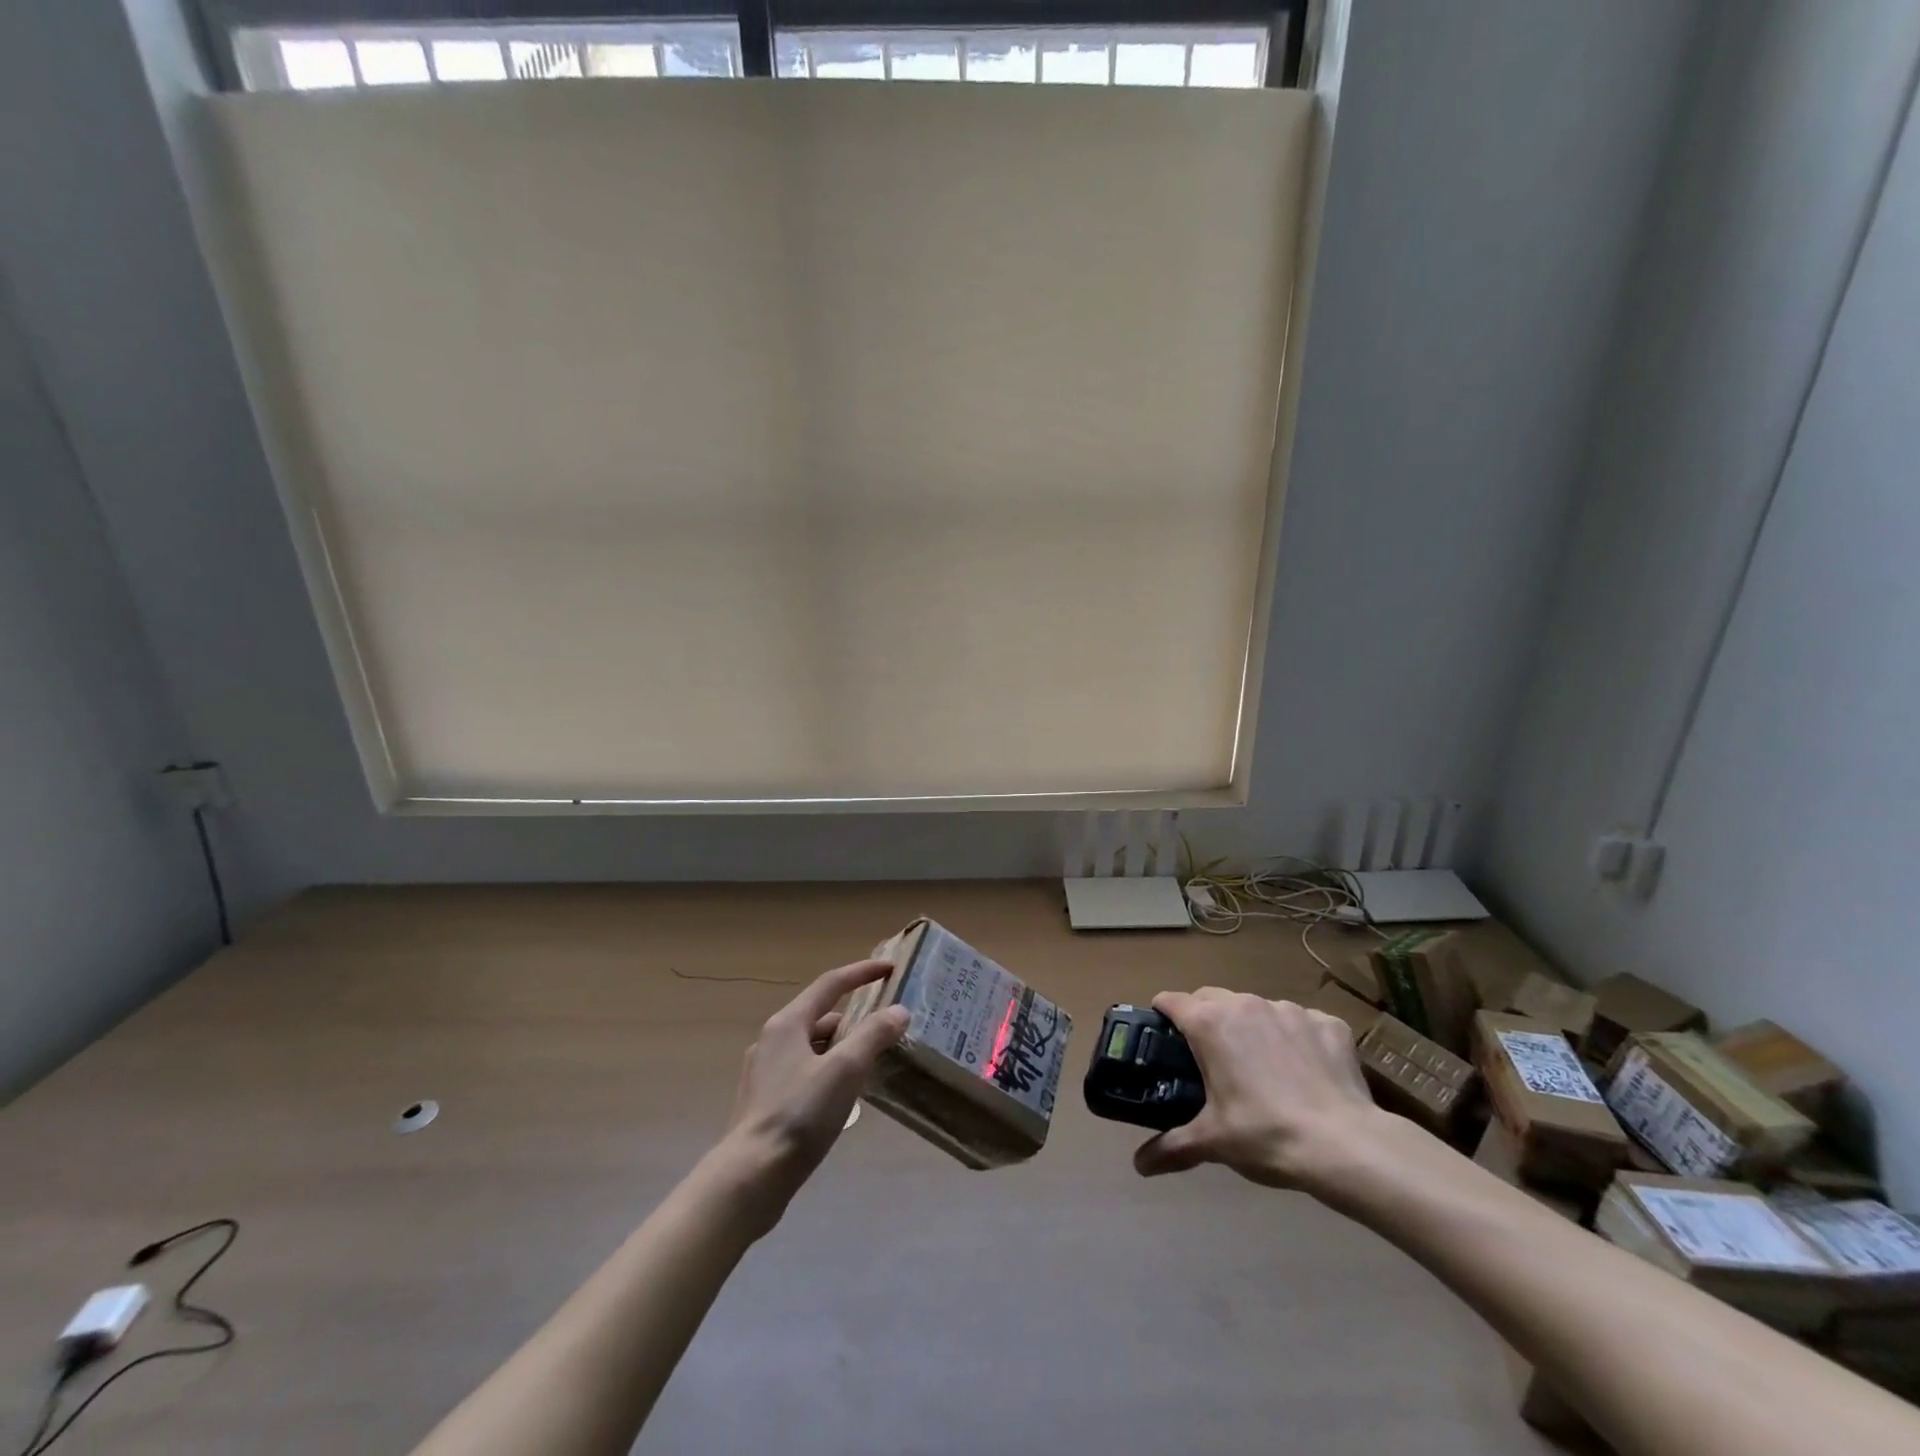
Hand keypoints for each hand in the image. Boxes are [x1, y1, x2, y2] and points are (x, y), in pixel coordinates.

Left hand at [714, 959, 909, 1229]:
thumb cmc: (799, 1115)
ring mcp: (766, 1072)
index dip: (862, 973)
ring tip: (872, 1067)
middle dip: (856, 1020)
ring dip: (843, 1050)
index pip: (830, 984)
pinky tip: (844, 1098)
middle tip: (888, 1031)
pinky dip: (829, 1073)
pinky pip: (805, 1072)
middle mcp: (772, 1040)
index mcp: (788, 1023)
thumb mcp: (845, 1070)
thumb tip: (898, 1011)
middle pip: (822, 1017)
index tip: (890, 969)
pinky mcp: (765, 1102)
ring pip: (814, 1047)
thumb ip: (873, 1035)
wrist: (750, 1177)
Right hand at [1133, 987, 1381, 1195]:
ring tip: (1263, 1068)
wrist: (1346, 1146)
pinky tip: (1305, 1073)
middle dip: (1205, 1019)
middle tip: (1210, 1059)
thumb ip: (1171, 1147)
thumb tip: (1139, 1165)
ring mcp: (1290, 1009)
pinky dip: (1296, 1039)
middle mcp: (1245, 1003)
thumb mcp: (1212, 1142)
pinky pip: (1301, 1023)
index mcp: (1209, 1023)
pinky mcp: (1327, 1022)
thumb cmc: (1266, 1135)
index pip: (1170, 1001)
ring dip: (1252, 1028)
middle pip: (1211, 998)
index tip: (1163, 1038)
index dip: (1162, 1016)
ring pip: (1257, 1008)